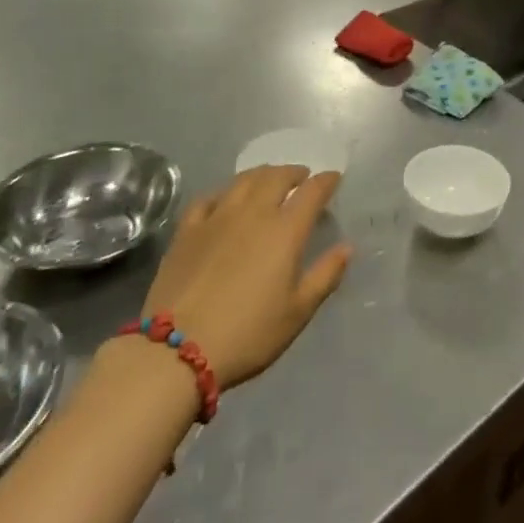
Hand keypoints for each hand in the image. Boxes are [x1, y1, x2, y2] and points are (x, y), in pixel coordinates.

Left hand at [141, 165, 351, 390]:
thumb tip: (346, 247)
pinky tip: (225, 198)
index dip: (326, 181)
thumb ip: (325, 276)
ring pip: (243, 180)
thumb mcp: (297, 313)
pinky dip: (224, 192)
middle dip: (294, 172)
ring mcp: (217, 218)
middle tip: (302, 177)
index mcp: (285, 231)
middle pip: (276, 177)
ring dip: (262, 174)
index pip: (312, 192)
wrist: (177, 350)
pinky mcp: (187, 230)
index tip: (334, 178)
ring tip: (269, 179)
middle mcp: (253, 213)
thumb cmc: (248, 334)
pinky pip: (209, 198)